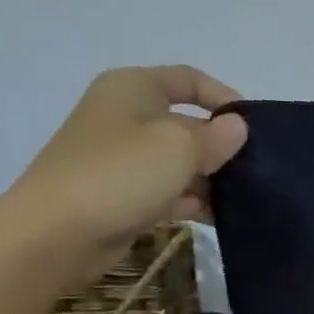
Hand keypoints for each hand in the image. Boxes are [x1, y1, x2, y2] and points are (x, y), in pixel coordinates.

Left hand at [0, 66, 247, 280]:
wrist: (56, 234)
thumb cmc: (120, 174)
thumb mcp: (180, 147)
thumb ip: (217, 136)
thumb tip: (237, 127)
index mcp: (133, 88)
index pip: (189, 79)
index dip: (224, 97)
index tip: (255, 126)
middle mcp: (126, 116)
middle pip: (188, 123)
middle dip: (221, 144)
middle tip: (256, 169)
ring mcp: (124, 158)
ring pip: (181, 161)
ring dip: (211, 177)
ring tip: (244, 197)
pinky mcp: (124, 195)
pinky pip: (169, 191)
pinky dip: (192, 201)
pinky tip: (217, 216)